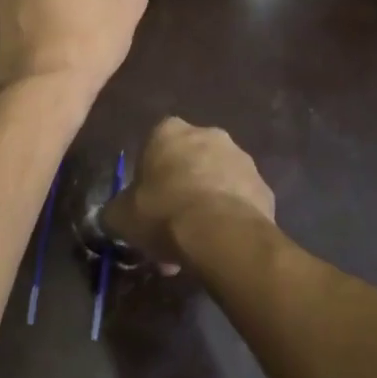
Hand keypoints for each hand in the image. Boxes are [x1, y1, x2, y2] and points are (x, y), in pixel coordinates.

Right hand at [103, 117, 275, 272]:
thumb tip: (112, 217)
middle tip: (169, 227)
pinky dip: (228, 218)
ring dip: (204, 204)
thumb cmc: (163, 213)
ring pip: (215, 182)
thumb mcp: (121, 216)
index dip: (148, 176)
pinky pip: (238, 202)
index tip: (145, 204)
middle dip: (179, 191)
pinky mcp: (264, 187)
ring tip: (195, 244)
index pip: (153, 145)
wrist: (221, 235)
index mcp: (169, 131)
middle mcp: (208, 134)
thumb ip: (114, 211)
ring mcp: (241, 159)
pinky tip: (218, 245)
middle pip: (187, 163)